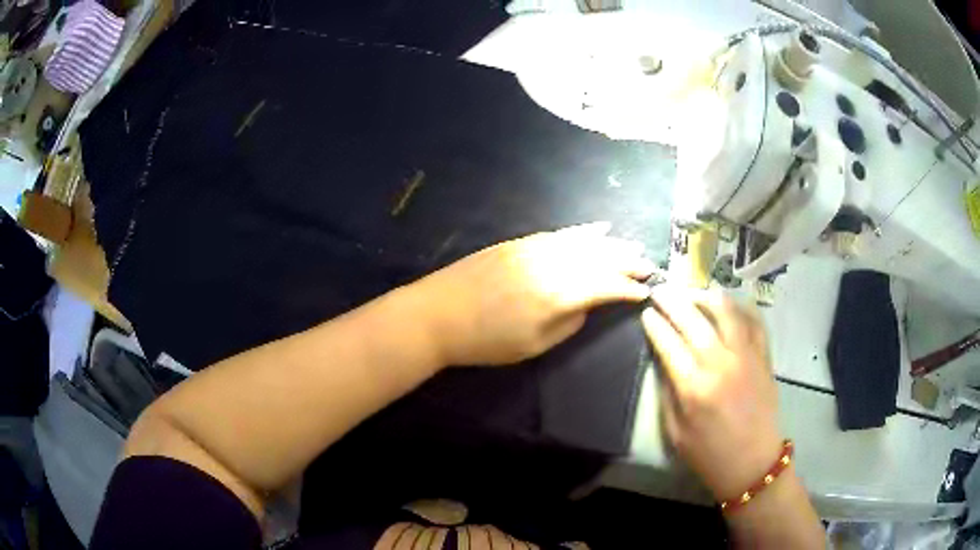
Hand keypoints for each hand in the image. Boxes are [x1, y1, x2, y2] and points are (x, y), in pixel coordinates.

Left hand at [415, 223, 654, 366]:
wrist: (437, 314)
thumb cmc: (485, 341)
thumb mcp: (534, 344)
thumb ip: (570, 321)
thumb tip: (588, 303)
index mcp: (558, 294)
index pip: (606, 286)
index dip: (629, 289)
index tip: (646, 292)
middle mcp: (552, 264)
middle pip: (601, 258)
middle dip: (628, 262)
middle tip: (649, 266)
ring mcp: (535, 247)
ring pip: (584, 241)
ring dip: (612, 244)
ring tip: (633, 247)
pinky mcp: (520, 241)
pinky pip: (561, 233)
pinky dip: (583, 231)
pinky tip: (599, 229)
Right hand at [641, 288, 781, 499]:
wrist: (752, 463)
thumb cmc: (709, 454)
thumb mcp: (675, 431)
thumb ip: (667, 392)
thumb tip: (662, 359)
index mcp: (694, 387)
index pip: (669, 343)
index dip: (655, 324)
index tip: (646, 312)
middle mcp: (721, 364)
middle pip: (693, 320)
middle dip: (673, 301)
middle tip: (661, 289)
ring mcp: (747, 356)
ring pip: (726, 312)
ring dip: (706, 296)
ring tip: (693, 292)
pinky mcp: (764, 357)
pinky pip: (755, 321)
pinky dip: (741, 307)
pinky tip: (729, 303)